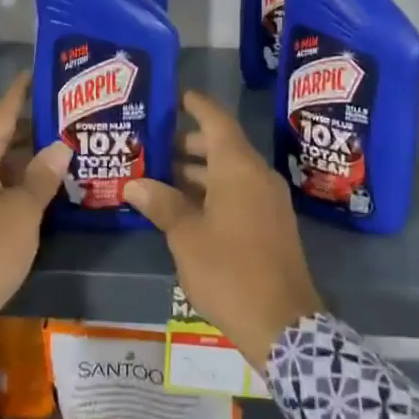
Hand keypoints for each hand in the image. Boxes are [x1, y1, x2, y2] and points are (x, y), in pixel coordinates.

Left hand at [0, 71, 71, 340]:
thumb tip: (60, 145)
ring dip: (26, 156)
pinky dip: (15, 179)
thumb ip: (42, 177)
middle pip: (0, 136)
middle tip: (70, 115)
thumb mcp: (21, 214)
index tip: (43, 71)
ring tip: (64, 147)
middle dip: (33, 126)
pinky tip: (41, 185)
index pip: (2, 111)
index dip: (23, 91)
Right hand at [125, 90, 323, 369]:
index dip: (195, 104)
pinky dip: (213, 191)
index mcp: (239, 167)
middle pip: (222, 145)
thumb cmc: (230, 270)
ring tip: (160, 176)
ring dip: (198, 171)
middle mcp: (257, 175)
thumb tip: (135, 183)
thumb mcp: (186, 236)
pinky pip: (239, 192)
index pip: (216, 119)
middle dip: (188, 143)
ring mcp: (268, 200)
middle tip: (152, 144)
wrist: (283, 324)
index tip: (173, 95)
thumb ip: (162, 204)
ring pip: (230, 171)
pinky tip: (185, 207)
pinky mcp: (271, 224)